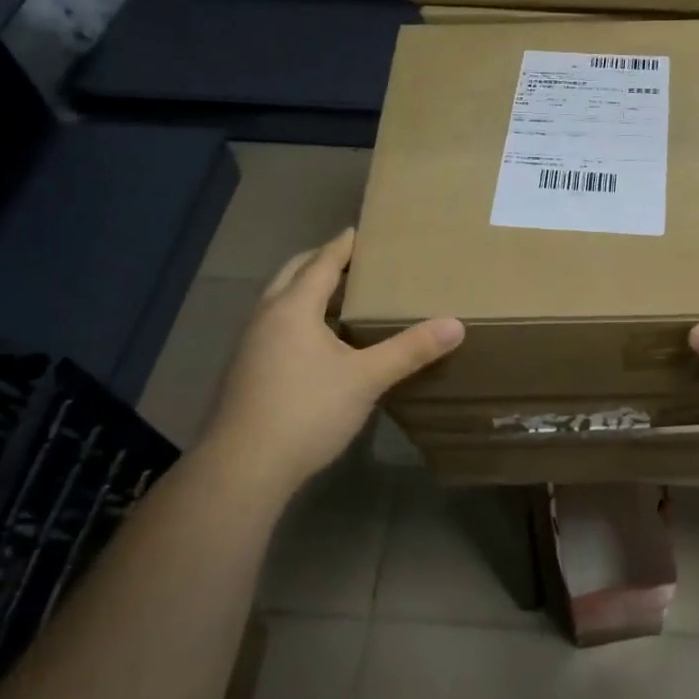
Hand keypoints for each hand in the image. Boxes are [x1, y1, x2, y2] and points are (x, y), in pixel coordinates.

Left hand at [200, 228, 463, 490]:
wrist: (243, 469)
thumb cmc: (306, 412)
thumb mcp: (367, 378)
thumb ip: (410, 350)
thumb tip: (456, 325)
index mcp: (293, 308)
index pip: (321, 263)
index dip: (342, 246)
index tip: (359, 230)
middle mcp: (265, 318)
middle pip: (292, 274)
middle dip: (319, 261)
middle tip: (351, 258)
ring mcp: (250, 345)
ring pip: (279, 301)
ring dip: (305, 290)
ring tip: (338, 294)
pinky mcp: (246, 372)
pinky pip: (274, 326)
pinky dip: (297, 316)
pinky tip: (318, 340)